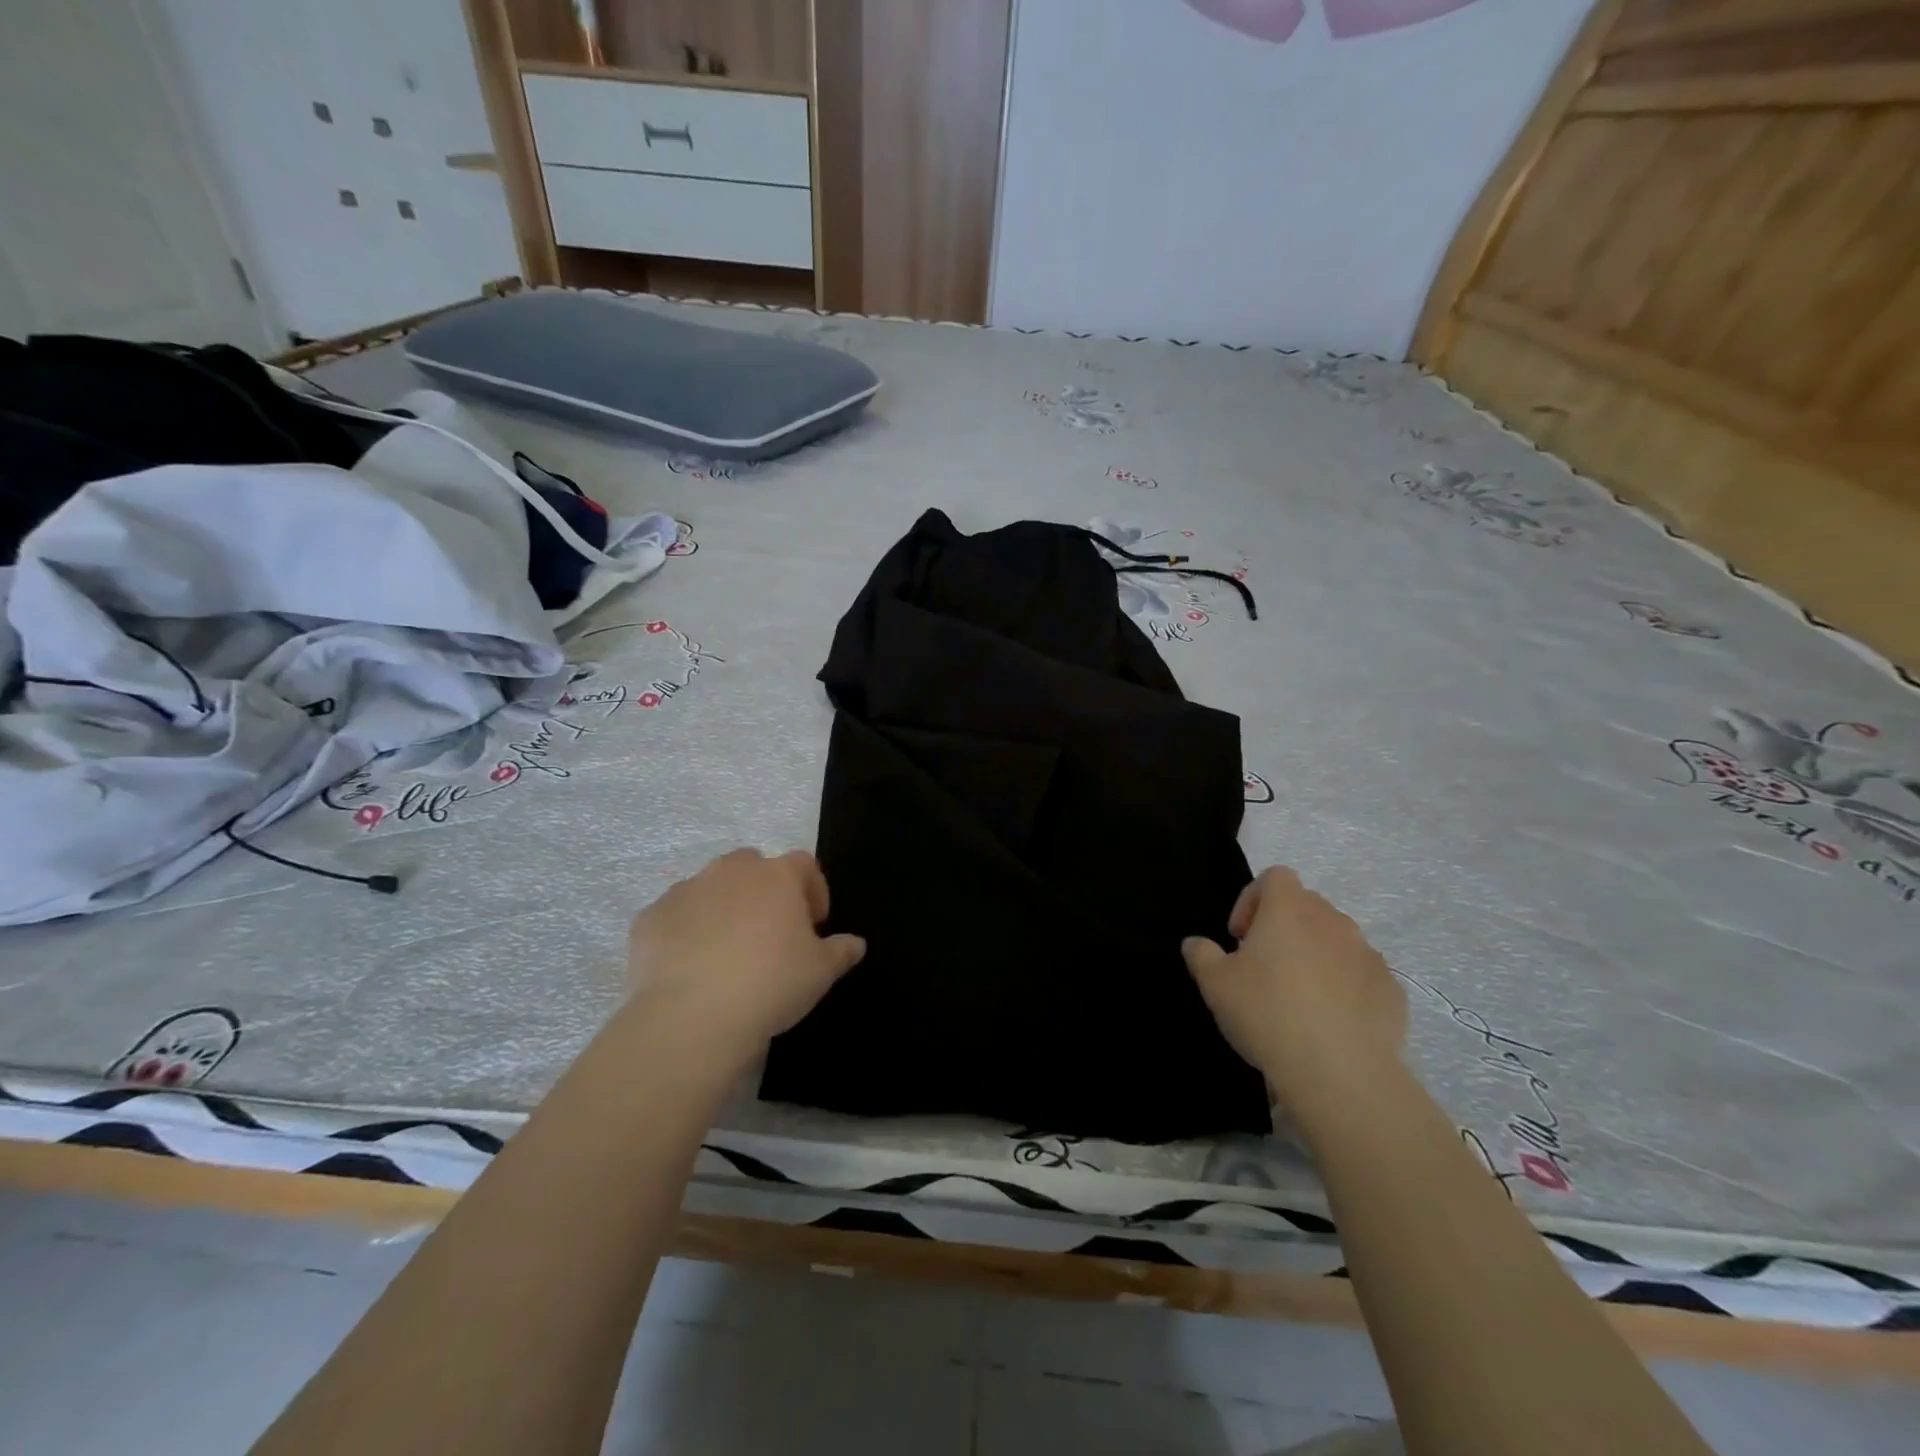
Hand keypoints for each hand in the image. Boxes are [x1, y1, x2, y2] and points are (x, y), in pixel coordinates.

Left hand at [627, 848, 864, 1065]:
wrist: (691, 1018)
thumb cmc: (770, 984)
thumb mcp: (821, 972)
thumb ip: (841, 951)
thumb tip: (855, 943)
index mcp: (777, 875)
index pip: (805, 865)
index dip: (814, 891)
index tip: (815, 925)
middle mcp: (731, 871)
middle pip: (754, 867)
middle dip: (764, 892)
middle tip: (770, 934)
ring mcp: (686, 890)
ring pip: (710, 889)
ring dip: (723, 909)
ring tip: (726, 954)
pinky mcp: (650, 918)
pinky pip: (675, 917)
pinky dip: (684, 933)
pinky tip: (690, 969)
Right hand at [1183, 866, 1405, 1104]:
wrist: (1340, 1073)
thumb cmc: (1267, 1013)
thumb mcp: (1215, 984)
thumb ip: (1202, 954)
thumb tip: (1197, 943)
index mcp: (1290, 909)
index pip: (1275, 877)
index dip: (1252, 899)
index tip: (1240, 937)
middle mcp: (1333, 921)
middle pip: (1306, 907)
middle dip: (1284, 928)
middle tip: (1264, 966)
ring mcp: (1368, 955)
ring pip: (1336, 941)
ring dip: (1316, 956)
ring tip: (1299, 997)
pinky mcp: (1391, 990)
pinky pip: (1362, 976)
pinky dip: (1345, 987)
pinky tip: (1330, 1022)